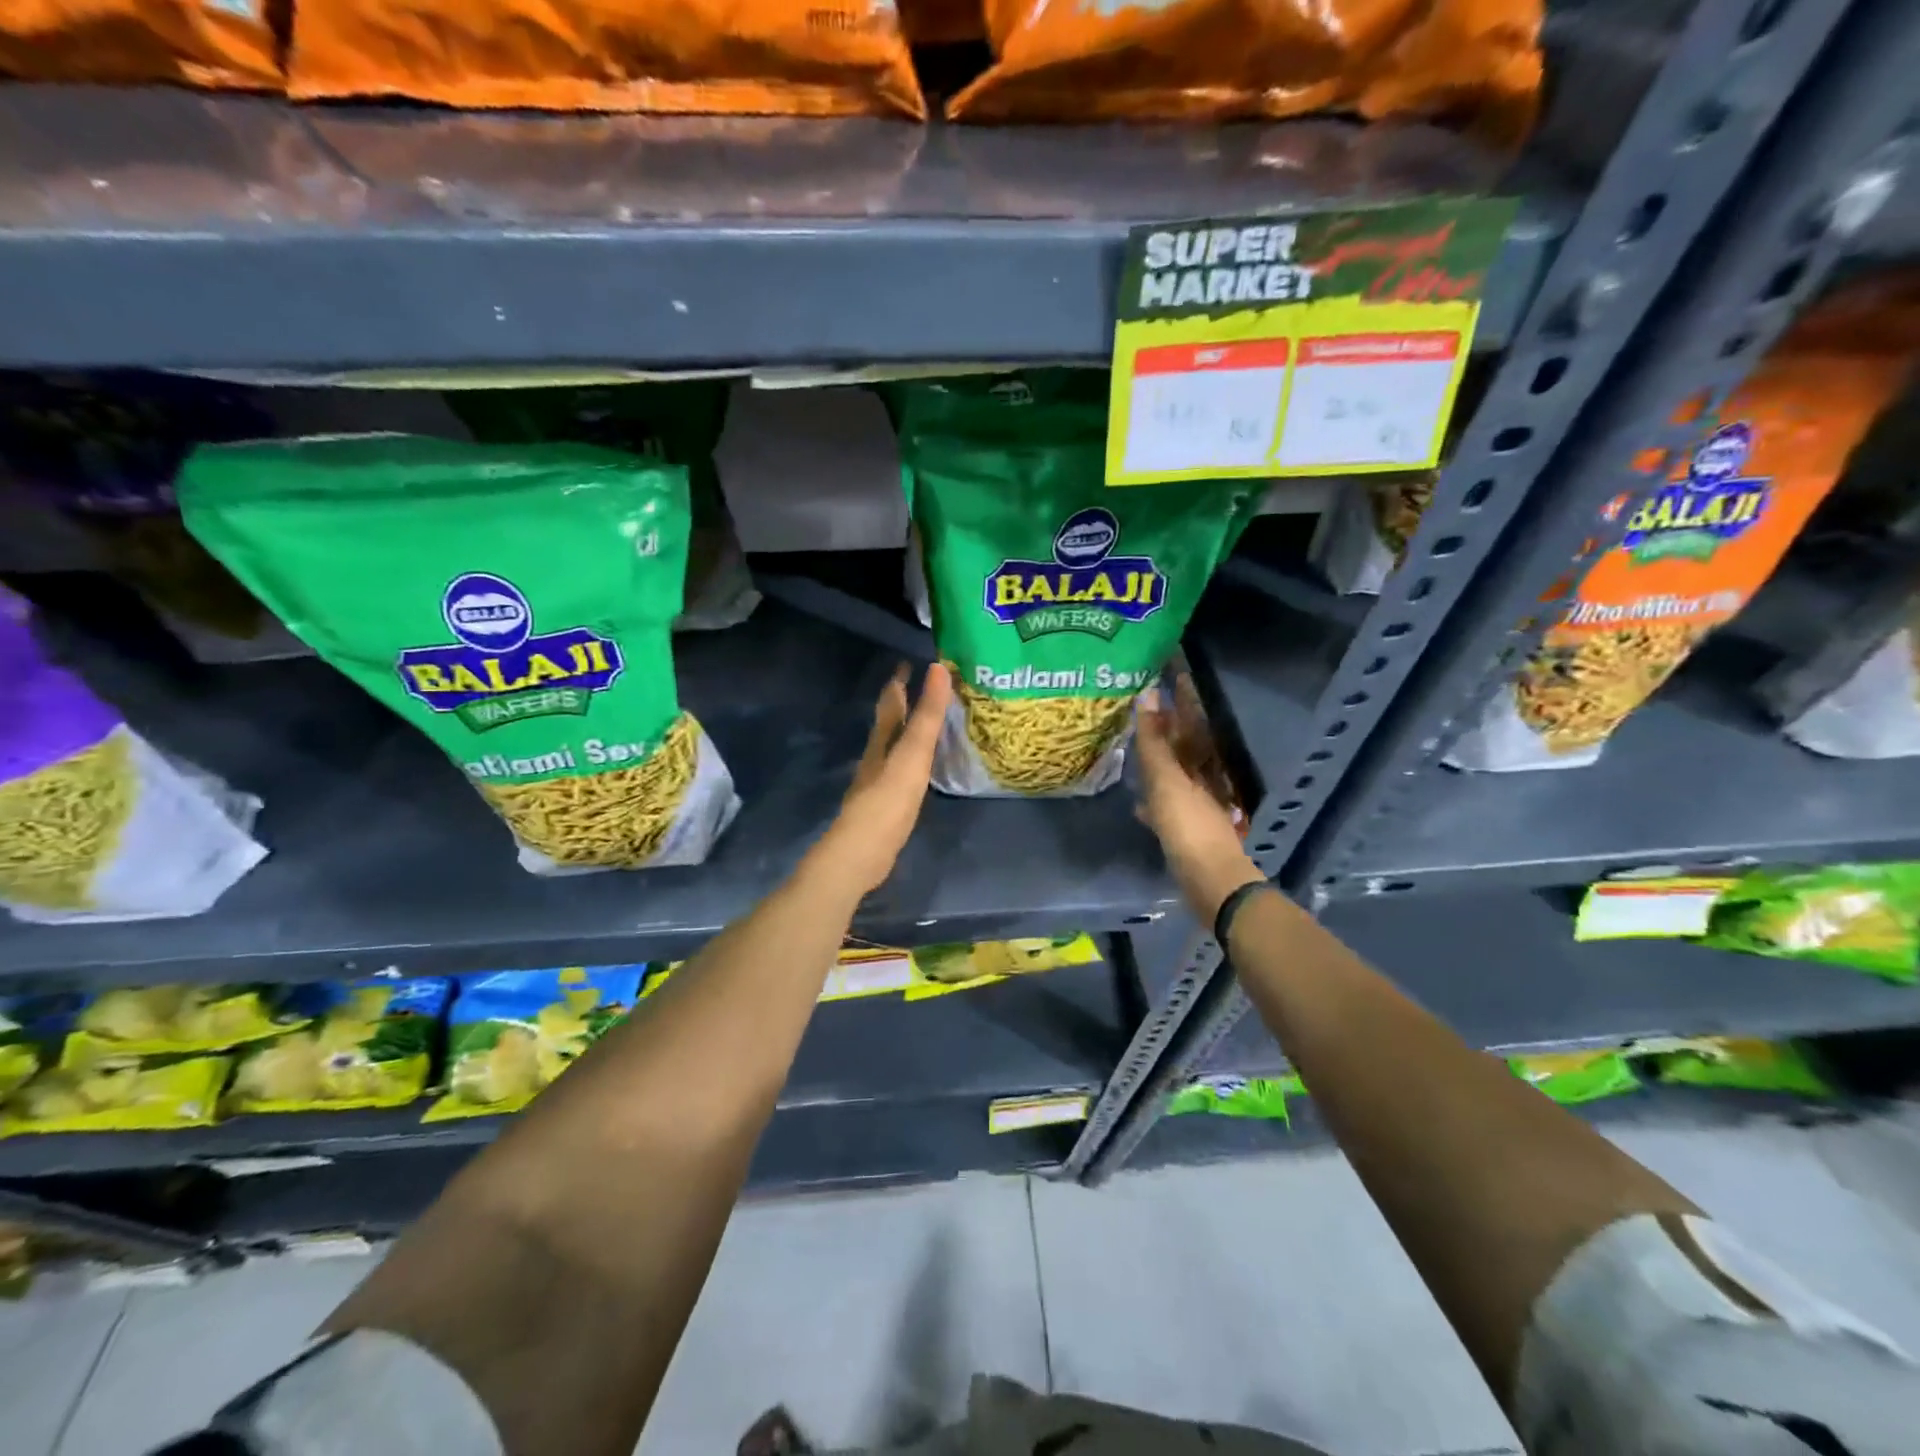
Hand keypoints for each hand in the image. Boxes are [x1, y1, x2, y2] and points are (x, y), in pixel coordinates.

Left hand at [811, 662, 952, 895]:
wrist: (862, 852)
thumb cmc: (888, 799)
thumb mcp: (913, 753)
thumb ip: (927, 715)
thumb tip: (938, 668)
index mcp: (882, 741)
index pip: (890, 703)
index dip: (899, 682)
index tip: (907, 662)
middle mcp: (876, 757)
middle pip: (888, 724)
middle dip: (902, 705)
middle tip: (922, 688)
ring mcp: (878, 782)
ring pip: (893, 748)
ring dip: (906, 733)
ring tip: (925, 724)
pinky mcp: (885, 806)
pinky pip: (900, 772)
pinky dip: (910, 761)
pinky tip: (919, 770)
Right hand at [1133, 687, 1263, 923]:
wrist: (1210, 881)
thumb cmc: (1188, 826)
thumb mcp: (1167, 781)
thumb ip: (1155, 742)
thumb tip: (1148, 695)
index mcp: (1202, 762)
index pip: (1192, 719)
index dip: (1182, 696)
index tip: (1171, 671)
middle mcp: (1203, 778)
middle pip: (1185, 744)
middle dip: (1168, 725)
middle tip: (1144, 705)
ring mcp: (1196, 804)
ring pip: (1176, 772)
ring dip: (1160, 758)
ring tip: (1136, 745)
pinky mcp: (1186, 828)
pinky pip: (1167, 803)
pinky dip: (1154, 798)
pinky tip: (1138, 803)